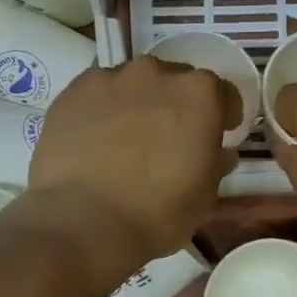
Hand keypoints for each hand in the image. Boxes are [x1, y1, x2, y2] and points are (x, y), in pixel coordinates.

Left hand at [27, 57, 233, 268]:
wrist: (84, 222)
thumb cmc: (157, 213)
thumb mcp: (204, 196)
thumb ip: (215, 164)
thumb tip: (220, 153)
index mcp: (199, 94)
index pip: (222, 92)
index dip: (223, 114)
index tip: (219, 133)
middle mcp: (156, 73)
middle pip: (175, 81)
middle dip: (177, 105)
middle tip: (169, 138)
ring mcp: (111, 78)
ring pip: (133, 84)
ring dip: (138, 103)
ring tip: (127, 138)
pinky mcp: (73, 92)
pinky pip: (97, 93)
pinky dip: (102, 109)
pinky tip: (95, 138)